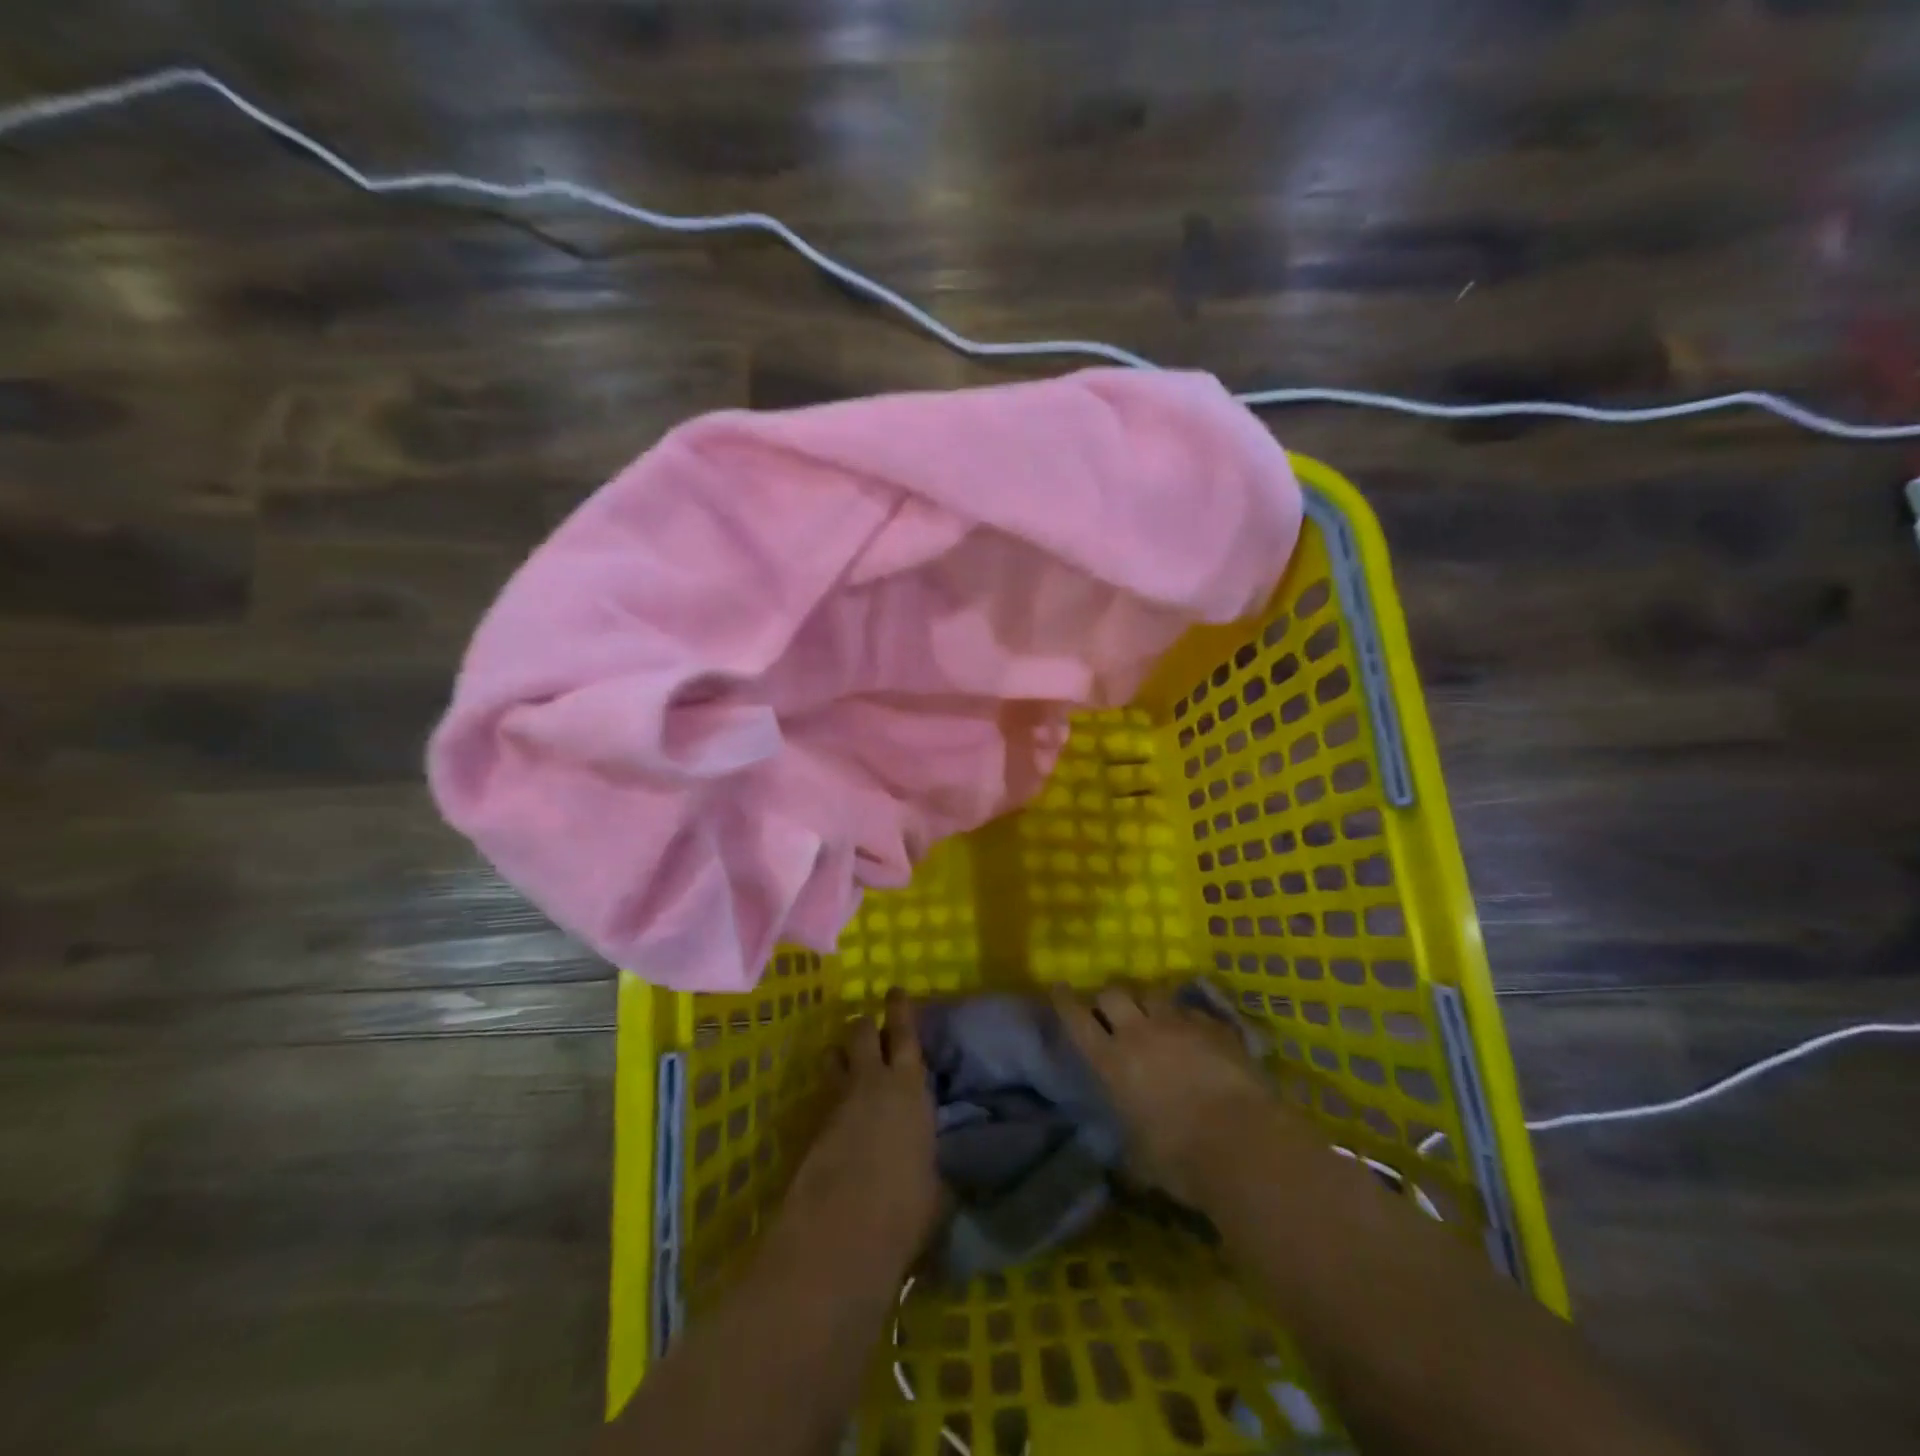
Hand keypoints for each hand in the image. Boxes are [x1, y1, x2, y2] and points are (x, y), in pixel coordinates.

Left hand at [774, 990, 941, 1272]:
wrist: (842, 1230)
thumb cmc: (905, 1205)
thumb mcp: (935, 1188)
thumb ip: (933, 1168)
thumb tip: (935, 1173)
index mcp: (910, 1088)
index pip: (905, 1033)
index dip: (900, 1009)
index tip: (895, 991)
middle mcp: (873, 1082)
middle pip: (862, 1032)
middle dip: (865, 1024)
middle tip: (869, 1025)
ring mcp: (838, 1102)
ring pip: (835, 1056)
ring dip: (841, 1054)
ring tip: (847, 1060)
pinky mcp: (813, 1127)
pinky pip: (825, 1095)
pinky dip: (831, 1095)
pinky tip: (838, 1114)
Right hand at [1053, 982, 1277, 1205]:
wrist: (1243, 1142)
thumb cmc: (1181, 1159)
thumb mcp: (1141, 1160)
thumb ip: (1128, 1149)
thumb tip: (1122, 1166)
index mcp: (1112, 1062)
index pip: (1077, 1020)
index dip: (1065, 1001)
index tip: (1059, 988)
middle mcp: (1139, 1033)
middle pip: (1113, 994)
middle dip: (1109, 1000)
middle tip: (1113, 1013)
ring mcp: (1178, 1025)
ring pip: (1153, 994)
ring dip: (1148, 1004)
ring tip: (1155, 1019)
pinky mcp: (1214, 1027)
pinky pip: (1192, 1012)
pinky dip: (1187, 1020)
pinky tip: (1195, 1036)